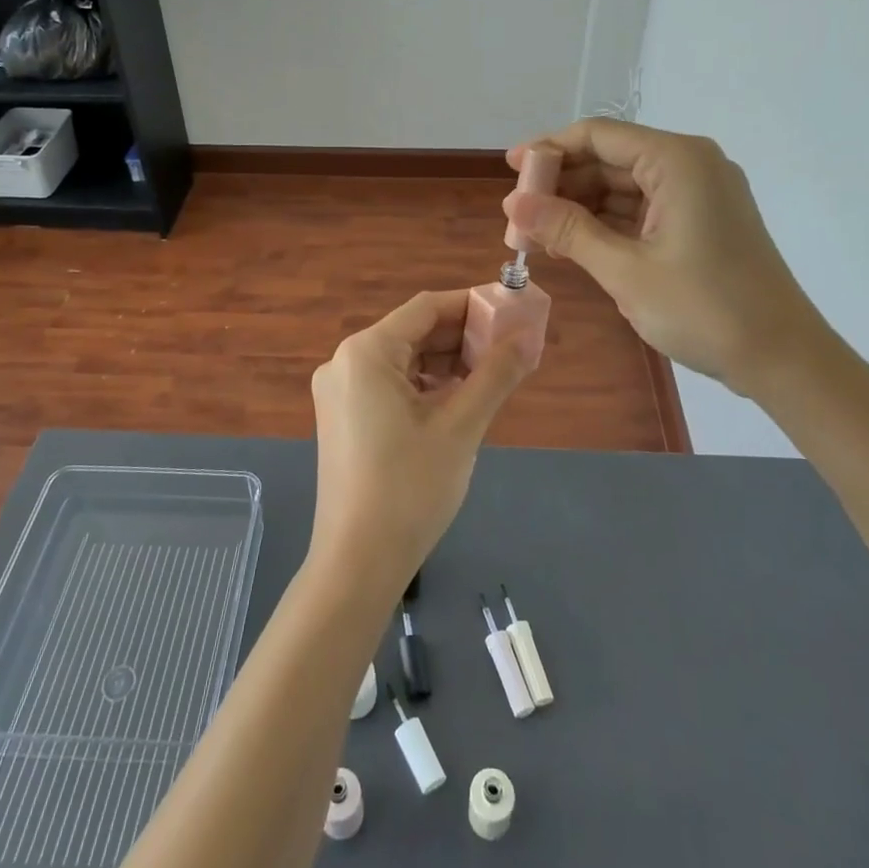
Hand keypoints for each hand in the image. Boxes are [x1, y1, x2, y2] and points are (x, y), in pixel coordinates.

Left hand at [309, 290, 529, 597]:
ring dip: (447, 363)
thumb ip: (496, 374)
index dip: (473, 304)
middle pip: (414, 332)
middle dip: (463, 337)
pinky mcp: (344, 418)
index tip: (513, 311)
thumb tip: (528, 337)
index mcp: (366, 352)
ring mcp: (340, 392)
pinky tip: (459, 401)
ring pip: (404, 360)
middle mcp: (345, 362)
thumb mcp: (461, 427)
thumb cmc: (410, 488)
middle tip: (511, 347)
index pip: (427, 308)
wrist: (357, 562)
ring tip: (493, 375)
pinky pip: (390, 386)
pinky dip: (426, 386)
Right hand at [504, 118, 832, 399]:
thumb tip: (513, 205)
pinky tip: (573, 244)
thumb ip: (567, 230)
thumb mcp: (626, 269)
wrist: (783, 359)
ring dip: (581, 207)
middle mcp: (690, 164)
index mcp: (677, 161)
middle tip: (519, 216)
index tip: (509, 171)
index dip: (549, 150)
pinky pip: (643, 209)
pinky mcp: (702, 221)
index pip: (598, 136)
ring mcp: (699, 194)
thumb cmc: (705, 309)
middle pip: (610, 159)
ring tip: (538, 235)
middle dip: (562, 184)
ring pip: (623, 186)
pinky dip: (607, 224)